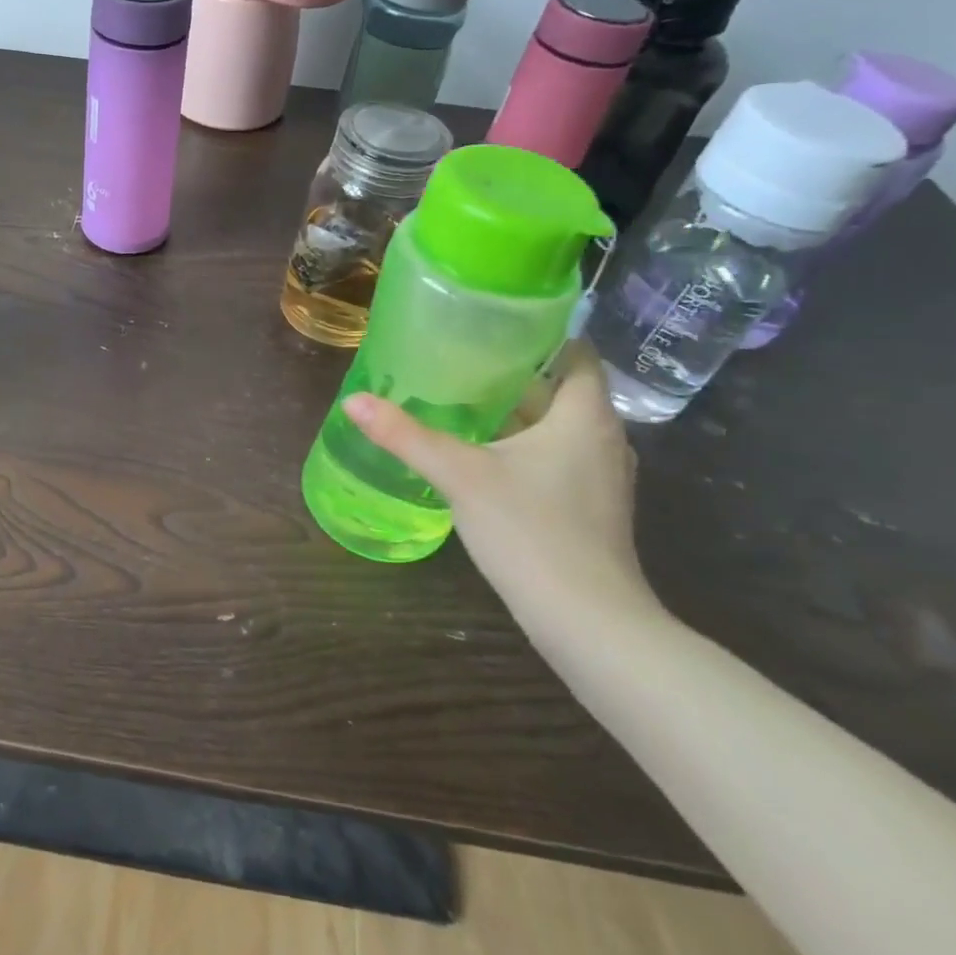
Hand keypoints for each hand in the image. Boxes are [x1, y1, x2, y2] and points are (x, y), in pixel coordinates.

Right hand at [341, 343, 664, 636]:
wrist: (590, 624)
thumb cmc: (531, 531)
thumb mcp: (459, 475)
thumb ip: (405, 435)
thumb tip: (352, 400)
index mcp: (584, 416)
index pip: (577, 353)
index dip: (540, 336)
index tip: (491, 330)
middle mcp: (603, 439)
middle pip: (560, 390)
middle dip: (512, 376)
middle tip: (458, 363)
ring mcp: (602, 478)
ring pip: (557, 428)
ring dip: (516, 415)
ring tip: (462, 403)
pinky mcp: (591, 510)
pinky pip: (557, 459)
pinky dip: (524, 448)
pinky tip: (482, 457)